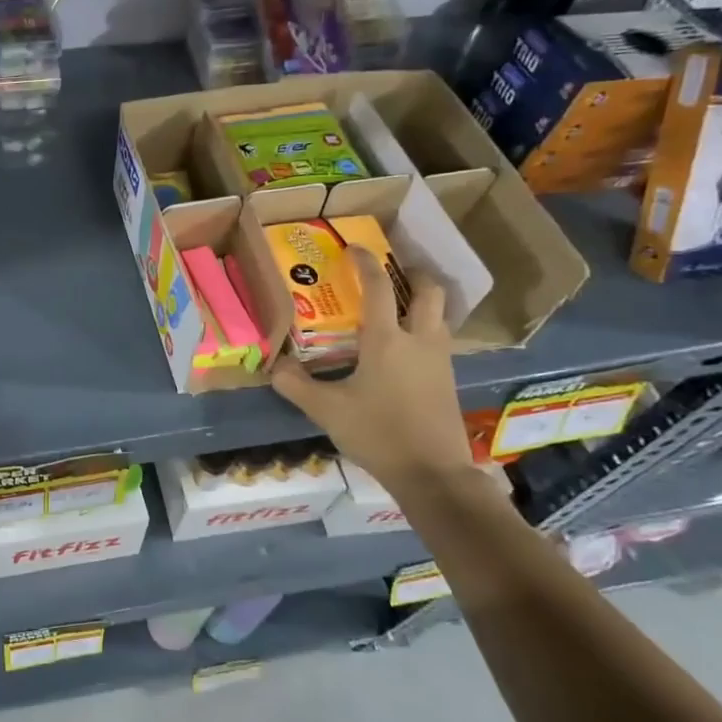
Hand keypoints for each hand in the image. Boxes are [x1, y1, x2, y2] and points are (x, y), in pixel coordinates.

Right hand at [270, 248, 475, 490]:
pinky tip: (406, 347)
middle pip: (429, 291)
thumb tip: (274, 365)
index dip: (366, 262)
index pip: (379, 287)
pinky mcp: (448, 380)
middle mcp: (419, 340)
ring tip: (399, 305)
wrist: (432, 473)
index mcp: (387, 340)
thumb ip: (295, 385)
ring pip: (440, 315)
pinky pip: (440, 339)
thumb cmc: (378, 433)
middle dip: (413, 274)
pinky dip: (426, 328)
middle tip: (393, 272)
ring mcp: (440, 360)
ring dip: (423, 301)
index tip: (354, 248)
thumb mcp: (326, 410)